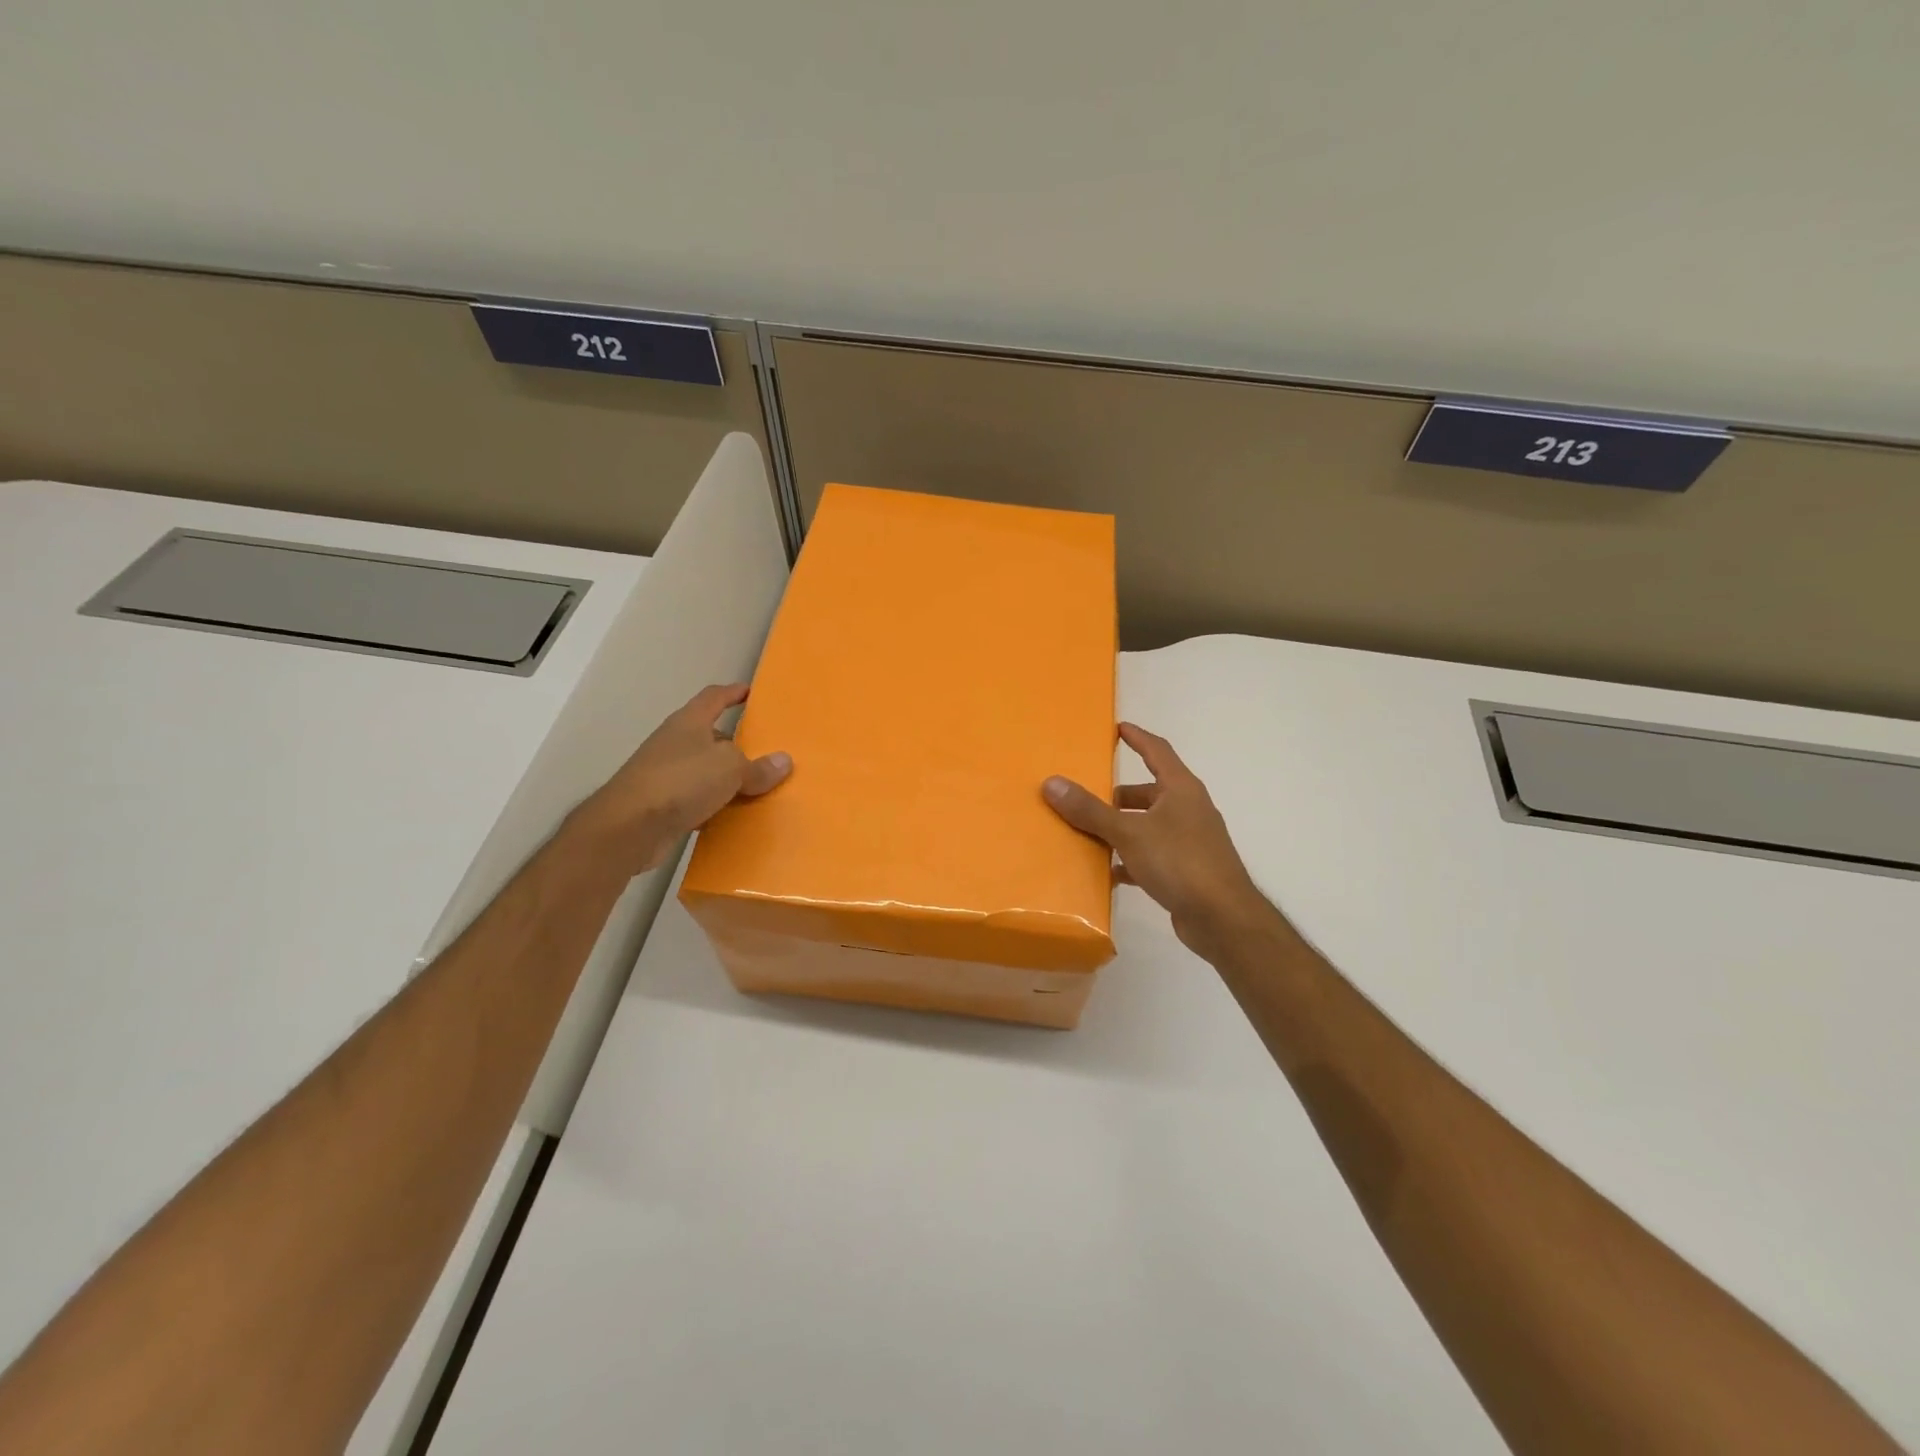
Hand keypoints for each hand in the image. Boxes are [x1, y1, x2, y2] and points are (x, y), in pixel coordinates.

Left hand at [577, 683, 791, 874]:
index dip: (732, 692)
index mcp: (689, 723)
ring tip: (758, 786)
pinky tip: (734, 816)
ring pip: (705, 770)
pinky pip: (697, 799)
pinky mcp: (662, 804)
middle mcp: (675, 743)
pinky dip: (715, 805)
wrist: (630, 827)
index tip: (750, 692)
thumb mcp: (731, 768)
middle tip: (766, 750)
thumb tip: (784, 761)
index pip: (713, 697)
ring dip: (727, 777)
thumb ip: (758, 766)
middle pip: (710, 735)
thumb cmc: (682, 781)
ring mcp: (666, 774)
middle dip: (736, 742)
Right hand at [1044, 722, 1271, 959]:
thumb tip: (1052, 783)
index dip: (1137, 738)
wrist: (1223, 919)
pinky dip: (1130, 859)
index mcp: (1181, 789)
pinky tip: (1107, 872)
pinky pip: (1151, 855)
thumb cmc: (1180, 862)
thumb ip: (1090, 810)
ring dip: (1121, 828)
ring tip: (1088, 834)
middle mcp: (1188, 809)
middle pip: (1149, 792)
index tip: (1117, 728)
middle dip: (1118, 795)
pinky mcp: (1186, 870)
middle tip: (1086, 797)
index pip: (1157, 751)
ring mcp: (1190, 841)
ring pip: (1148, 825)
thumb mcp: (1129, 833)